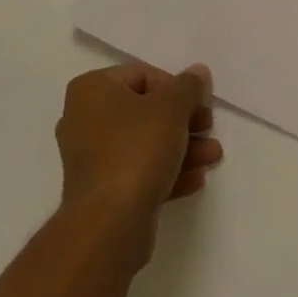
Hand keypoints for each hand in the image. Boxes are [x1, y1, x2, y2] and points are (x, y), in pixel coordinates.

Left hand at [56, 62, 221, 258]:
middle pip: (145, 111)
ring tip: (212, 157)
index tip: (200, 105)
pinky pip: (138, 172)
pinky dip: (166, 172)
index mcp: (92, 89)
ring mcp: (91, 158)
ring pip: (144, 144)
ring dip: (182, 148)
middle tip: (209, 128)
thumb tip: (198, 72)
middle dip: (183, 122)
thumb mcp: (172, 108)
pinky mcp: (102, 191)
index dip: (177, 88)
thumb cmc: (136, 150)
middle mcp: (84, 118)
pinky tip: (196, 180)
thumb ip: (189, 86)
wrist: (109, 224)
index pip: (142, 75)